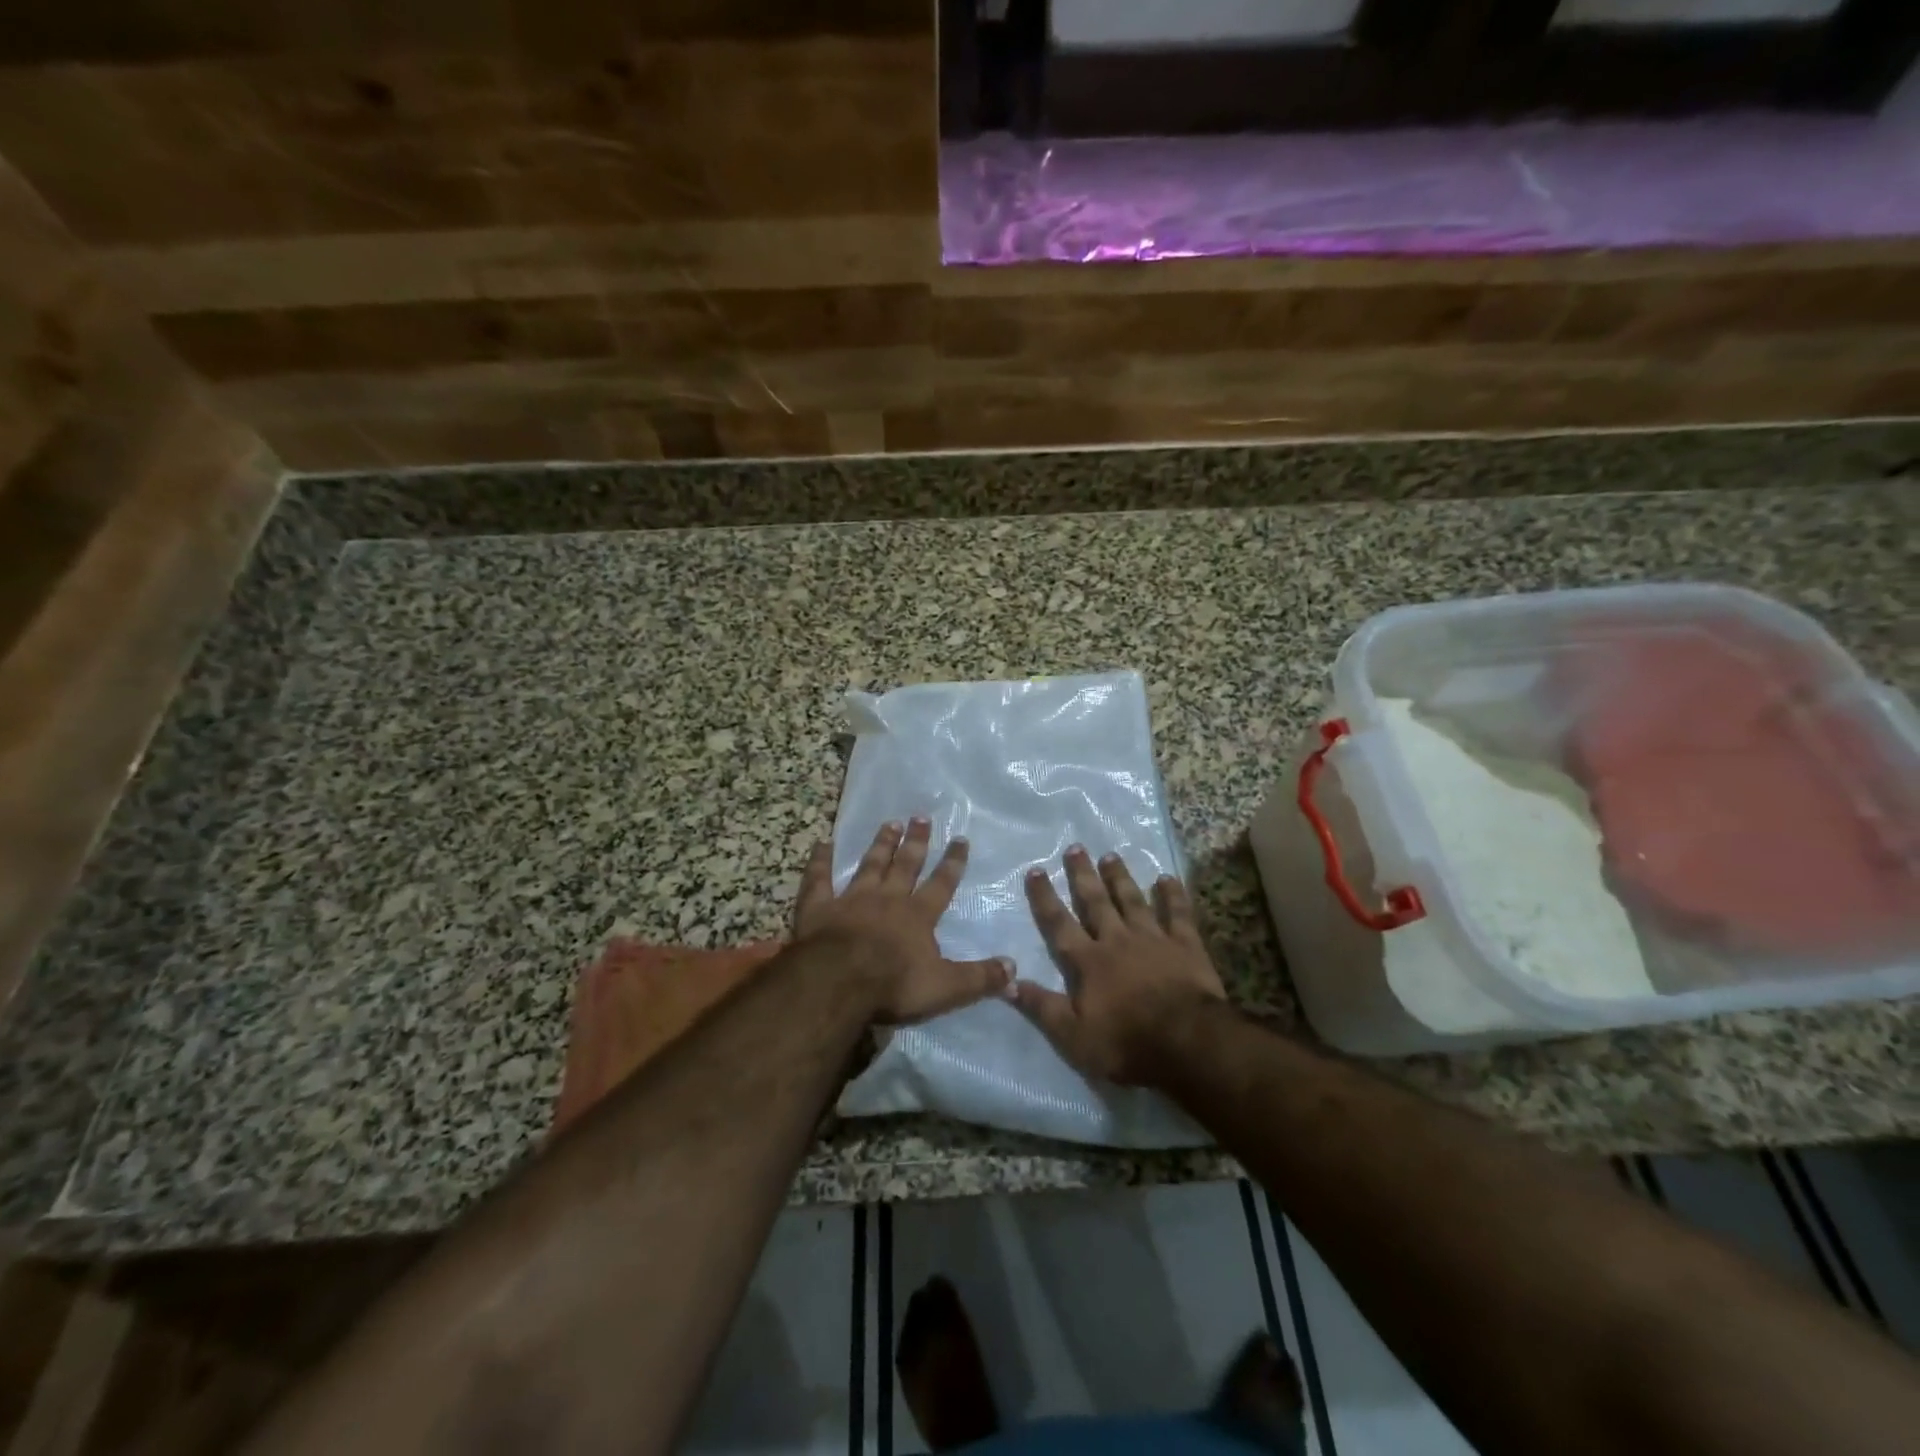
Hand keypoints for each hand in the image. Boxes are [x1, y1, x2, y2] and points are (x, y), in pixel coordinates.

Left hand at [794, 818, 1011, 1023]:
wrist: (838, 982)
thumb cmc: (893, 985)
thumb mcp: (946, 987)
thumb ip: (980, 978)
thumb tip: (1014, 969)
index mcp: (918, 916)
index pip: (941, 884)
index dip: (952, 862)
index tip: (960, 839)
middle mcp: (887, 899)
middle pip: (905, 865)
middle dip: (915, 842)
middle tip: (921, 817)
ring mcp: (851, 899)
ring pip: (869, 865)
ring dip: (880, 844)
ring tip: (890, 823)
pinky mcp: (818, 907)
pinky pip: (819, 879)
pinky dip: (820, 861)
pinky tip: (822, 843)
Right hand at [1013, 846, 1225, 1085]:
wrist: (1188, 1043)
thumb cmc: (1126, 1043)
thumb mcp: (1073, 1036)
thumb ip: (1041, 1006)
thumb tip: (1006, 980)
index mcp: (1088, 962)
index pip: (1059, 924)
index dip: (1045, 897)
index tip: (1036, 870)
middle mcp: (1117, 940)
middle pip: (1096, 902)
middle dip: (1083, 875)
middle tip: (1075, 848)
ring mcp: (1153, 939)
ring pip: (1132, 900)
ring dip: (1120, 878)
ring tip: (1110, 856)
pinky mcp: (1186, 945)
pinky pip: (1178, 913)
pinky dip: (1172, 895)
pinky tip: (1167, 878)